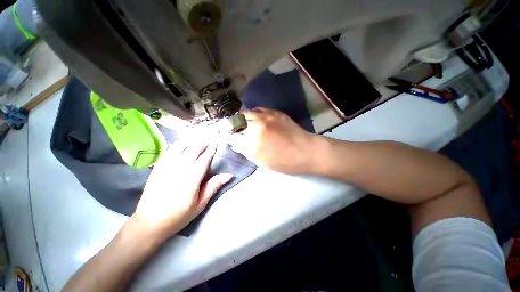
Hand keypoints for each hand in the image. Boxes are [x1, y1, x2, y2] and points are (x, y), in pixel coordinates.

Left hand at [131, 141, 232, 240]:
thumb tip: (229, 175)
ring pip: (180, 148)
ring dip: (190, 141)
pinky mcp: (157, 168)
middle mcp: (178, 170)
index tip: (216, 143)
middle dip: (202, 143)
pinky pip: (168, 151)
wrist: (148, 223)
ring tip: (198, 138)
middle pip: (192, 150)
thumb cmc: (178, 216)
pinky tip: (182, 144)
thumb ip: (213, 187)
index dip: (211, 150)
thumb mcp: (199, 205)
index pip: (204, 160)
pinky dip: (177, 145)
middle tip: (209, 138)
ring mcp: (166, 167)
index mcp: (191, 180)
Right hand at [227, 108, 317, 173]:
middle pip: (236, 121)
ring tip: (241, 122)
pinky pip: (258, 109)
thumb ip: (246, 151)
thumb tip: (236, 143)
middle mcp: (256, 128)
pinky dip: (252, 113)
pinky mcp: (274, 112)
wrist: (306, 151)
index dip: (227, 136)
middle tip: (231, 128)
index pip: (232, 137)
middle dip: (231, 125)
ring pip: (245, 112)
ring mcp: (266, 117)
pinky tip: (254, 118)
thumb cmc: (284, 162)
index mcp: (252, 145)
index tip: (225, 136)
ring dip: (240, 117)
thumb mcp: (261, 162)